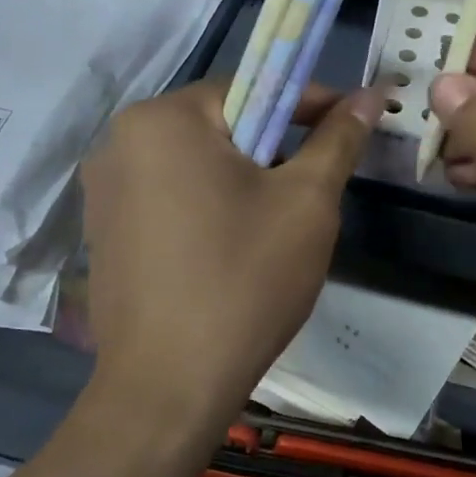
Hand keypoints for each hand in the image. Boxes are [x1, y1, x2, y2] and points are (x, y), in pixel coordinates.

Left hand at [79, 80, 381, 429]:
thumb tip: (372, 94)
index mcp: (164, 119)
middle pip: (222, 124)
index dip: (309, 104)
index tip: (349, 127)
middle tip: (315, 186)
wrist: (167, 390)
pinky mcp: (104, 232)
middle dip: (275, 147)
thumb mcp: (307, 202)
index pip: (253, 86)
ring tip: (278, 224)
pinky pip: (170, 197)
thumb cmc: (245, 280)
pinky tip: (233, 250)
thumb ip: (338, 138)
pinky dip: (208, 206)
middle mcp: (120, 142)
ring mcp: (104, 190)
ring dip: (243, 178)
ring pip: (196, 163)